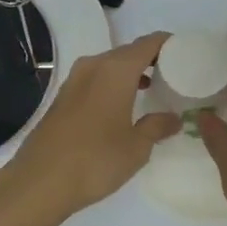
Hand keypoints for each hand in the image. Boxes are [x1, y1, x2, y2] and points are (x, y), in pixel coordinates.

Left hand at [0, 32, 180, 218]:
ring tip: (151, 90)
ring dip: (130, 72)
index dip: (169, 44)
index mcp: (116, 70)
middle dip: (151, 59)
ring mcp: (74, 80)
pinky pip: (95, 79)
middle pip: (128, 51)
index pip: (149, 43)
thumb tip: (174, 118)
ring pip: (110, 65)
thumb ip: (157, 126)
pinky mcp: (62, 97)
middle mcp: (94, 66)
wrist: (39, 182)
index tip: (187, 53)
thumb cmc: (96, 160)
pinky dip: (112, 84)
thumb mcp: (136, 147)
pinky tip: (121, 106)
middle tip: (173, 74)